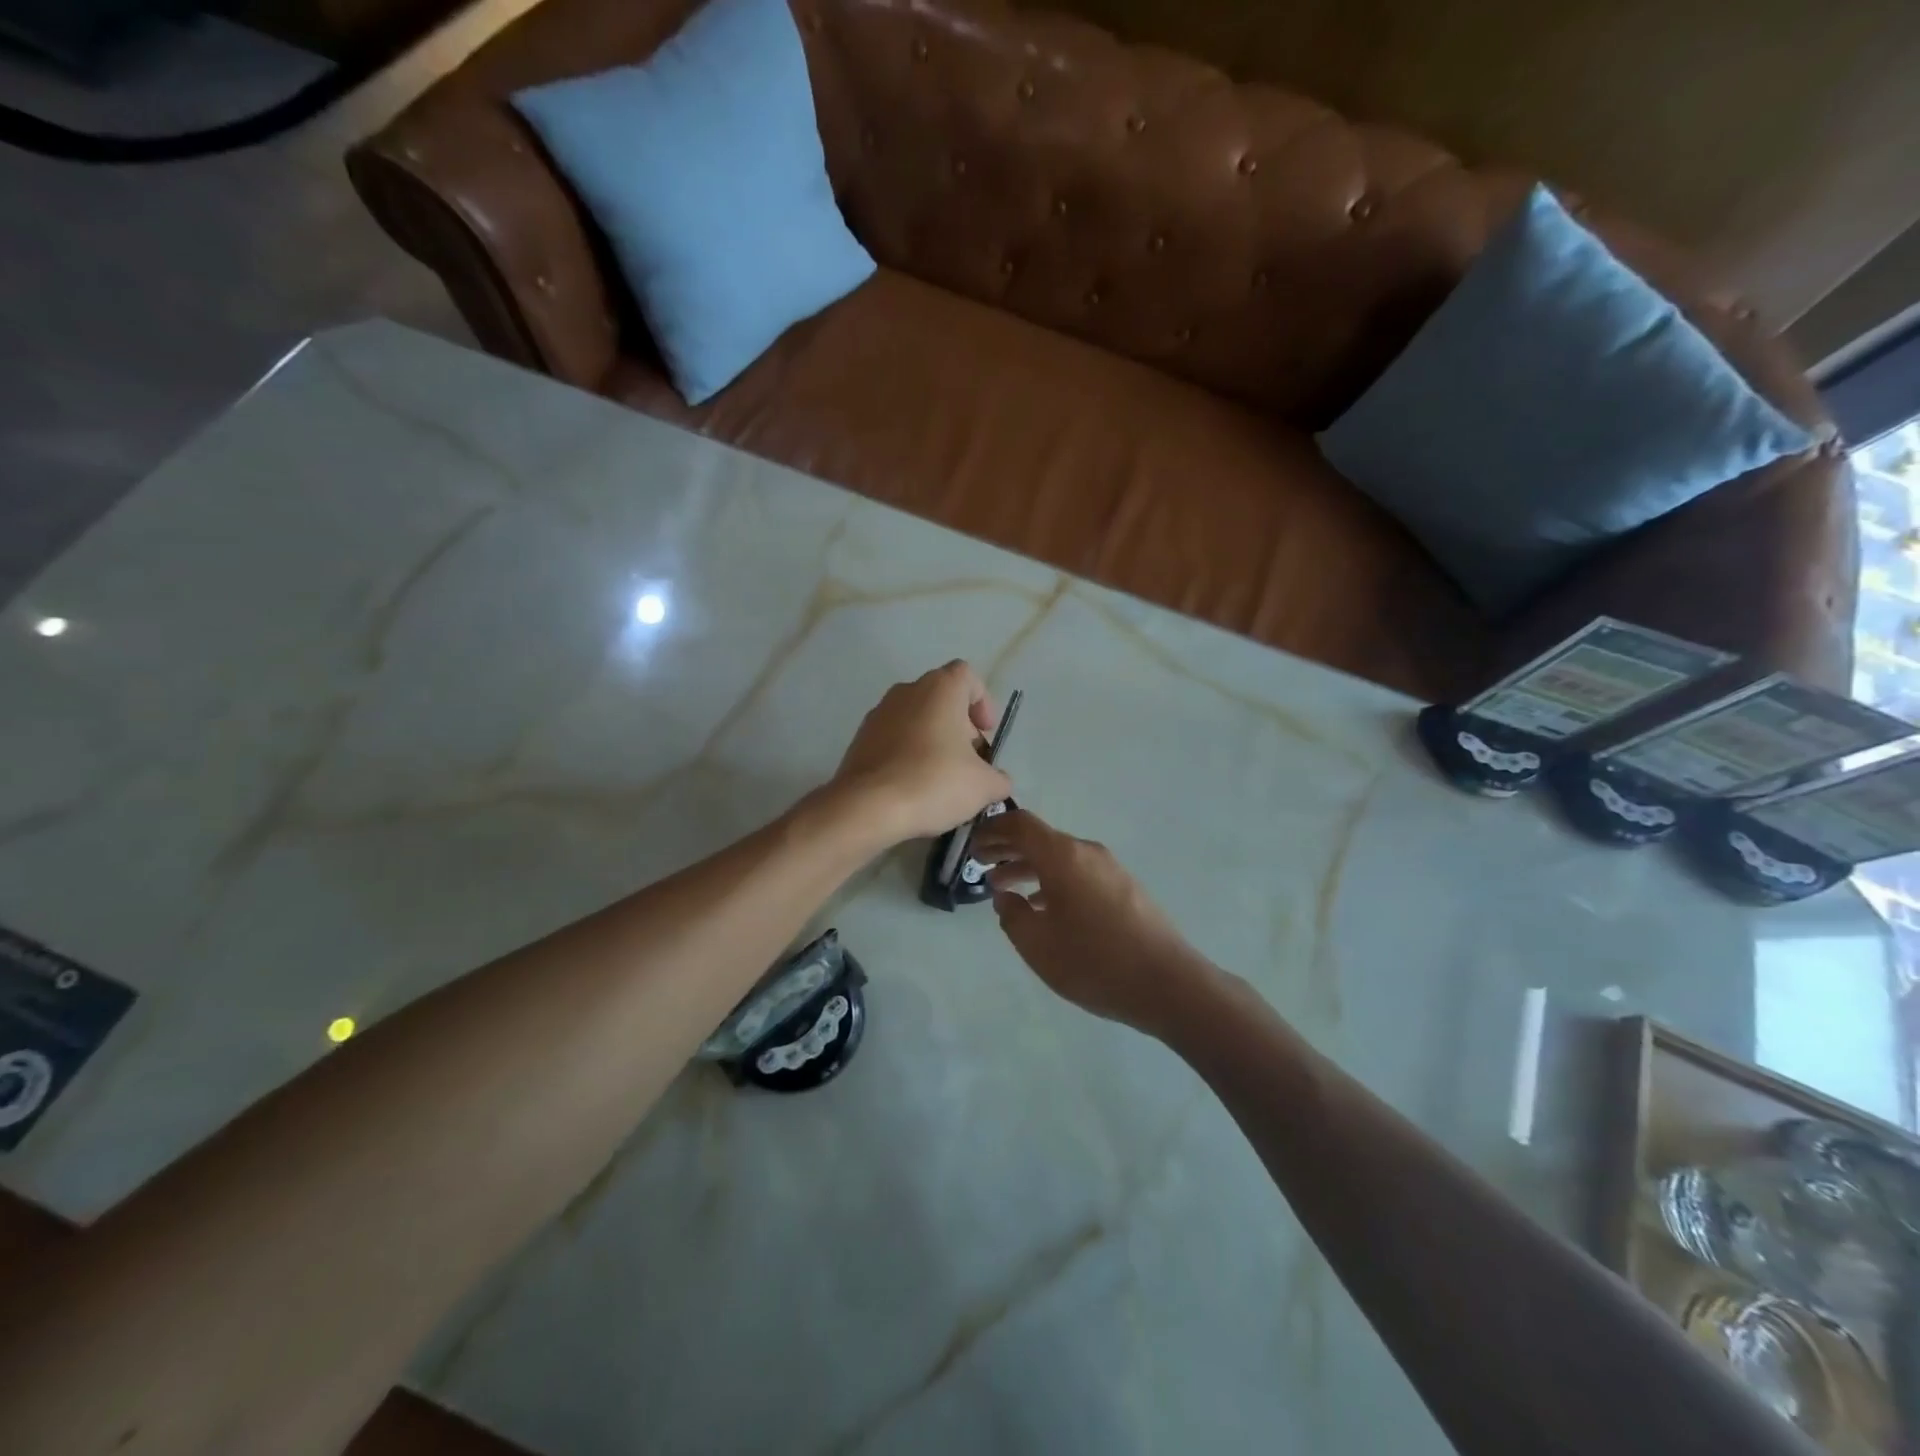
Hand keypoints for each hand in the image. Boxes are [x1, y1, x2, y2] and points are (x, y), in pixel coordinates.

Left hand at [829, 660, 1012, 844]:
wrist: (868, 806)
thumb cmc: (934, 782)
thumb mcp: (984, 786)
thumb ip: (998, 778)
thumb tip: (998, 780)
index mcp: (940, 688)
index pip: (967, 676)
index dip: (982, 701)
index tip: (985, 732)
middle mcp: (907, 691)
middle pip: (941, 699)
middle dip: (959, 727)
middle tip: (968, 761)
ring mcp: (878, 713)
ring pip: (916, 719)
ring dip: (932, 741)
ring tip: (941, 778)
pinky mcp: (860, 738)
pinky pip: (893, 739)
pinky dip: (907, 754)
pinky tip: (913, 787)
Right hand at [973, 808, 1216, 1034]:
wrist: (1167, 983)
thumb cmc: (1094, 961)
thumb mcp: (1037, 945)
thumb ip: (1012, 916)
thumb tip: (1006, 897)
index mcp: (1063, 856)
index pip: (1021, 824)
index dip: (994, 829)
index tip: (973, 844)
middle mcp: (1087, 853)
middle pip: (1040, 839)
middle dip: (1007, 849)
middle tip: (980, 864)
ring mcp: (1110, 869)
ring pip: (1060, 858)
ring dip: (1029, 868)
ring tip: (1004, 889)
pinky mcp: (1124, 888)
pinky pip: (1078, 873)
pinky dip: (1053, 881)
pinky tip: (1043, 907)